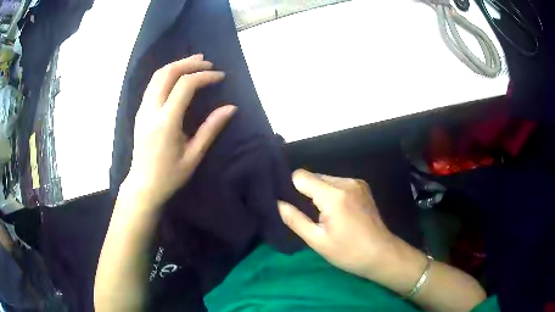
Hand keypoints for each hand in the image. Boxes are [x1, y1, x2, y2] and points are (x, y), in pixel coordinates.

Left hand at [124, 54, 235, 206]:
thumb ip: (211, 129)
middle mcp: (151, 110)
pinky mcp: (140, 111)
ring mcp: (142, 109)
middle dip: (189, 63)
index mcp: (166, 122)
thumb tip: (231, 108)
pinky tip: (177, 75)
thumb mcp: (193, 156)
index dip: (205, 76)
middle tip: (208, 62)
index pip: (185, 85)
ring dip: (177, 64)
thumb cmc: (169, 175)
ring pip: (157, 75)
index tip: (220, 77)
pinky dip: (167, 73)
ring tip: (194, 62)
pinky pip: (152, 84)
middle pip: (168, 73)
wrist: (143, 185)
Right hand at [278, 169, 398, 279]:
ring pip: (326, 179)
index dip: (291, 188)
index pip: (301, 176)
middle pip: (314, 177)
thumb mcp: (317, 240)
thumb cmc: (348, 252)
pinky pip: (338, 183)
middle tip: (308, 214)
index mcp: (333, 195)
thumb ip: (295, 220)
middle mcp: (346, 182)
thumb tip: (277, 203)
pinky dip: (332, 193)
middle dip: (306, 192)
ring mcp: (357, 183)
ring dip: (320, 193)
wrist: (381, 253)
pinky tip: (337, 211)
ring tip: (323, 215)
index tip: (290, 203)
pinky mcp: (363, 186)